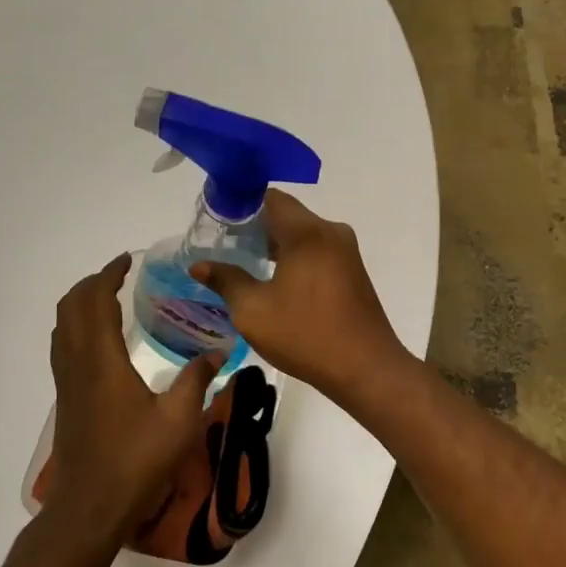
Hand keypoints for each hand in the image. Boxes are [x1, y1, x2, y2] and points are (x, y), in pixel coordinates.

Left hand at [44, 254, 223, 549]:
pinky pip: (63, 346)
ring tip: (109, 297)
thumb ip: (198, 379)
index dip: (109, 275)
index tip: (128, 260)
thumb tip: (220, 351)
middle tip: (120, 274)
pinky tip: (101, 340)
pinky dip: (77, 325)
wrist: (89, 509)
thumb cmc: (135, 462)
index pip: (96, 302)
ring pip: (62, 326)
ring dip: (81, 303)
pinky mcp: (66, 399)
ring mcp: (67, 382)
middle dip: (93, 283)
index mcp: (102, 361)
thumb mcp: (179, 420)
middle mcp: (78, 364)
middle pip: (71, 307)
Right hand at [190, 190, 414, 405]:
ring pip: (302, 234)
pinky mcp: (352, 270)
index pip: (270, 198)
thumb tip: (200, 265)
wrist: (366, 368)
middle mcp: (330, 232)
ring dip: (275, 244)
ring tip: (245, 265)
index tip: (218, 223)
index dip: (241, 205)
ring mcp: (346, 251)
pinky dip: (295, 256)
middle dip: (255, 227)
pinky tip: (276, 281)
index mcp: (307, 232)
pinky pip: (317, 250)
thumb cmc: (305, 335)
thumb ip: (226, 281)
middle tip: (224, 246)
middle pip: (287, 214)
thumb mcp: (253, 311)